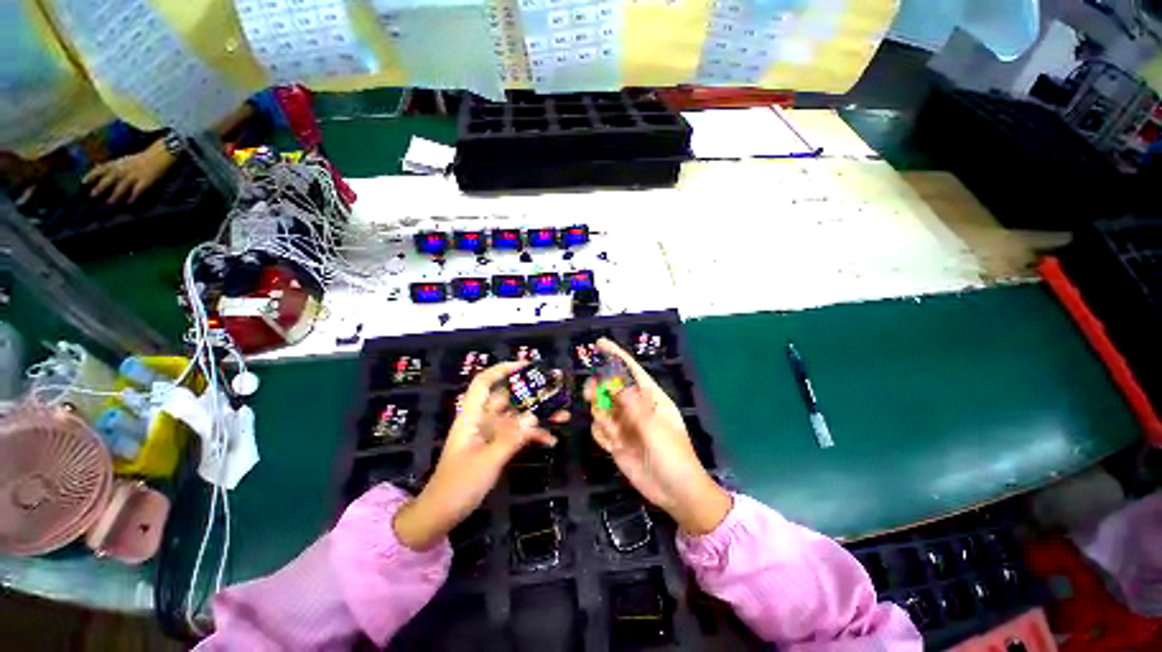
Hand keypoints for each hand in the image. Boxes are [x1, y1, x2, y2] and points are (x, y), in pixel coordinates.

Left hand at [82, 139, 174, 203]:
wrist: (162, 154)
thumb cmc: (144, 158)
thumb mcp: (127, 160)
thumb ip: (116, 166)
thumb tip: (102, 170)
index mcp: (119, 163)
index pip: (102, 168)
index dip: (92, 174)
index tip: (82, 182)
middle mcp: (124, 169)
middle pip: (110, 178)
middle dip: (101, 186)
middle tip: (92, 195)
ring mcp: (135, 175)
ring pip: (122, 186)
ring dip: (115, 194)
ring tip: (110, 202)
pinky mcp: (146, 181)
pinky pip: (138, 190)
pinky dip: (134, 196)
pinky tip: (130, 203)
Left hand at [394, 362, 566, 549]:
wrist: (442, 515)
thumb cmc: (458, 486)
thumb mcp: (486, 461)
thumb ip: (510, 438)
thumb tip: (533, 415)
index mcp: (472, 417)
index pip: (484, 383)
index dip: (502, 370)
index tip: (526, 365)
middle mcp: (482, 421)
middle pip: (508, 399)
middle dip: (532, 394)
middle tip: (556, 391)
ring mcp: (490, 434)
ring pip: (517, 417)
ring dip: (539, 416)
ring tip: (563, 416)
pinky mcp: (497, 447)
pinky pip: (518, 435)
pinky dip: (533, 436)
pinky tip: (551, 441)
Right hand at [585, 339, 730, 535]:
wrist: (675, 493)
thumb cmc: (673, 455)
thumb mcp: (655, 427)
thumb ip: (632, 404)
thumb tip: (612, 382)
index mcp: (650, 398)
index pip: (631, 370)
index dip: (616, 355)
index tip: (599, 344)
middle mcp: (634, 407)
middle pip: (610, 387)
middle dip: (599, 387)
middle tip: (592, 393)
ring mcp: (624, 424)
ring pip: (601, 407)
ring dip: (599, 413)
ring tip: (611, 428)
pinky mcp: (616, 442)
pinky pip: (599, 429)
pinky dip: (600, 433)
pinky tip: (613, 444)